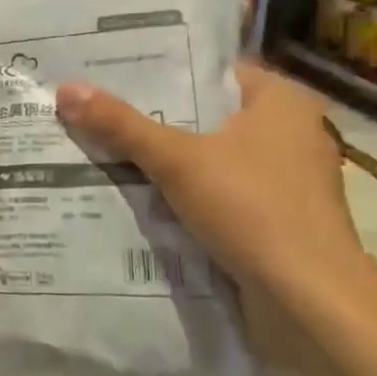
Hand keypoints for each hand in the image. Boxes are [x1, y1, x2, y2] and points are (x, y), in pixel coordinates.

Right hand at [54, 65, 376, 371]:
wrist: (311, 304)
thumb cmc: (253, 210)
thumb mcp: (177, 160)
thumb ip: (122, 125)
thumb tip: (66, 89)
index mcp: (282, 102)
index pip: (213, 71)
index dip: (163, 71)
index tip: (114, 74)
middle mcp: (292, 134)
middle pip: (209, 116)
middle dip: (158, 119)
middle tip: (100, 111)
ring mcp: (289, 181)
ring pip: (214, 159)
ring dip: (170, 162)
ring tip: (108, 151)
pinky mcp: (281, 221)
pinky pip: (224, 194)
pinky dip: (190, 196)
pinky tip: (144, 198)